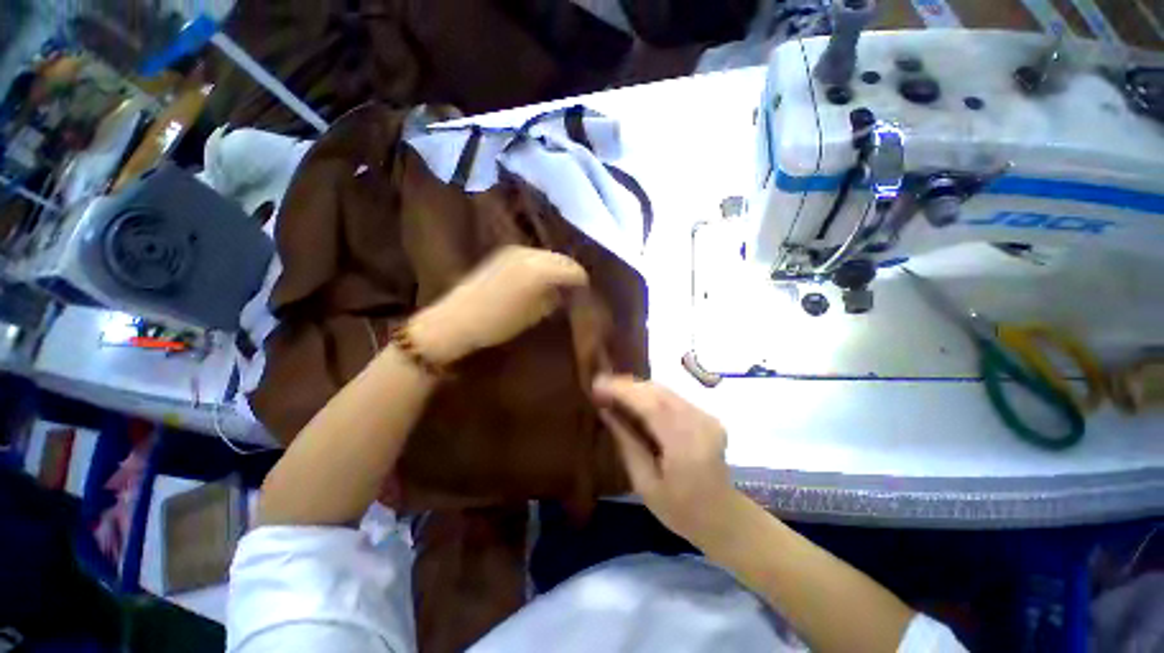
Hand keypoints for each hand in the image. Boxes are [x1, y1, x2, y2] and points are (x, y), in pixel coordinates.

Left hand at [409, 246, 587, 364]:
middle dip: (569, 273)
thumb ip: (554, 299)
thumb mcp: (534, 314)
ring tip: (555, 287)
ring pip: (546, 256)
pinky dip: (540, 266)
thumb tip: (566, 292)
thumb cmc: (498, 323)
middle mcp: (529, 253)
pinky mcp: (502, 254)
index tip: (584, 295)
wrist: (457, 320)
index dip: (581, 282)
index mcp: (540, 270)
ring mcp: (514, 251)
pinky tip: (536, 281)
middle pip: (561, 259)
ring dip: (554, 269)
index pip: (573, 270)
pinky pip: (532, 256)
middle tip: (572, 291)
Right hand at [592, 375, 740, 546]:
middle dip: (626, 386)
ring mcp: (706, 417)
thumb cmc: (680, 510)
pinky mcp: (707, 415)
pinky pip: (672, 397)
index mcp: (685, 446)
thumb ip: (626, 443)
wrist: (724, 517)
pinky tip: (633, 400)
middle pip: (658, 392)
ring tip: (611, 391)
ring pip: (665, 391)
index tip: (597, 386)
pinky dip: (649, 395)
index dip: (622, 391)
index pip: (651, 406)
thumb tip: (605, 411)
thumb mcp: (645, 483)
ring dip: (636, 388)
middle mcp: (700, 423)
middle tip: (600, 386)